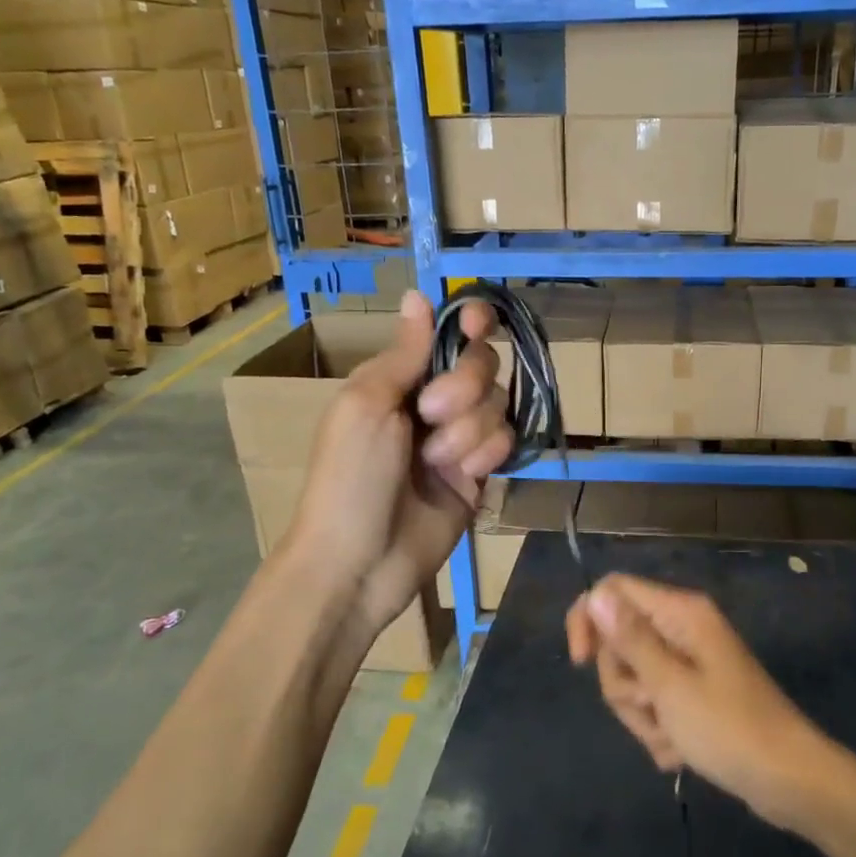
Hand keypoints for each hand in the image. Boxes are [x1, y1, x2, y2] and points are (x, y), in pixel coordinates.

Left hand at [285, 290, 512, 649]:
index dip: (469, 322)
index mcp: (399, 379)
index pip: (447, 334)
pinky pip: (505, 441)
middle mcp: (433, 402)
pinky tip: (464, 477)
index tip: (477, 323)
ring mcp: (459, 439)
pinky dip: (486, 454)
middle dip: (462, 387)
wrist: (360, 562)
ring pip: (498, 404)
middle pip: (482, 365)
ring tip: (437, 462)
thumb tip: (418, 294)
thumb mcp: (367, 404)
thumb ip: (404, 352)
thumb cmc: (349, 476)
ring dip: (469, 429)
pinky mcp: (480, 474)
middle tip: (429, 415)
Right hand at [566, 574, 832, 830]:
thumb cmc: (729, 728)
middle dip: (624, 684)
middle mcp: (682, 629)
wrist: (789, 780)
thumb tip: (596, 593)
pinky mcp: (694, 695)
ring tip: (673, 736)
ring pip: (633, 678)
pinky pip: (655, 704)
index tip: (580, 662)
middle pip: (619, 641)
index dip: (589, 620)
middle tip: (653, 708)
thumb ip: (630, 638)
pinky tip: (682, 751)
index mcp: (680, 612)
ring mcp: (689, 663)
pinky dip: (660, 730)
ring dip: (643, 714)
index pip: (613, 590)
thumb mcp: (669, 685)